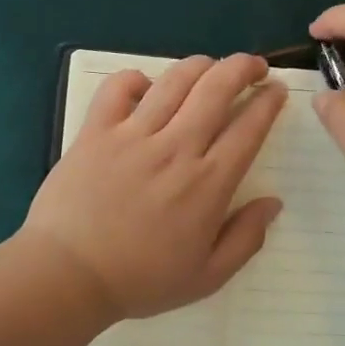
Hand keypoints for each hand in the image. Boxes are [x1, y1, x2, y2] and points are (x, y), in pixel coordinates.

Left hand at [21, 54, 287, 322]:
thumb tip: (273, 202)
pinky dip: (136, 78)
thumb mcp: (207, 276)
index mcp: (208, 183)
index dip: (268, 102)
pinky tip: (146, 87)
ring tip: (211, 66)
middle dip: (243, 67)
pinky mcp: (96, 131)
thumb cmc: (140, 280)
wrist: (67, 276)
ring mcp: (133, 135)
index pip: (248, 128)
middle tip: (255, 66)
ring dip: (201, 65)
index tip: (276, 90)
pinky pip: (118, 87)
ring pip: (175, 80)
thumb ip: (246, 239)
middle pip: (217, 88)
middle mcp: (176, 148)